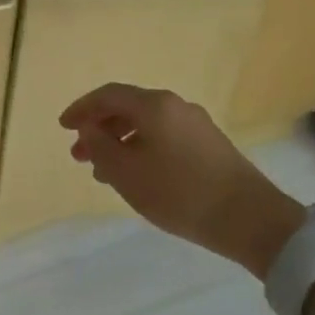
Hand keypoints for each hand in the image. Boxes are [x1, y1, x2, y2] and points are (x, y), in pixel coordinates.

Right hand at [59, 83, 303, 277]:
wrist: (251, 219)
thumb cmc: (180, 193)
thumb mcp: (127, 174)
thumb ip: (100, 148)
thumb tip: (89, 130)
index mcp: (154, 105)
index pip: (108, 95)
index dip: (82, 109)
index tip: (63, 127)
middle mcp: (175, 106)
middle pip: (128, 108)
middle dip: (100, 128)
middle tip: (80, 155)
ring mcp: (196, 124)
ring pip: (147, 125)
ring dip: (120, 142)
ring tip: (105, 171)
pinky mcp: (210, 145)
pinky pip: (165, 137)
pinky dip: (142, 148)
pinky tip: (138, 175)